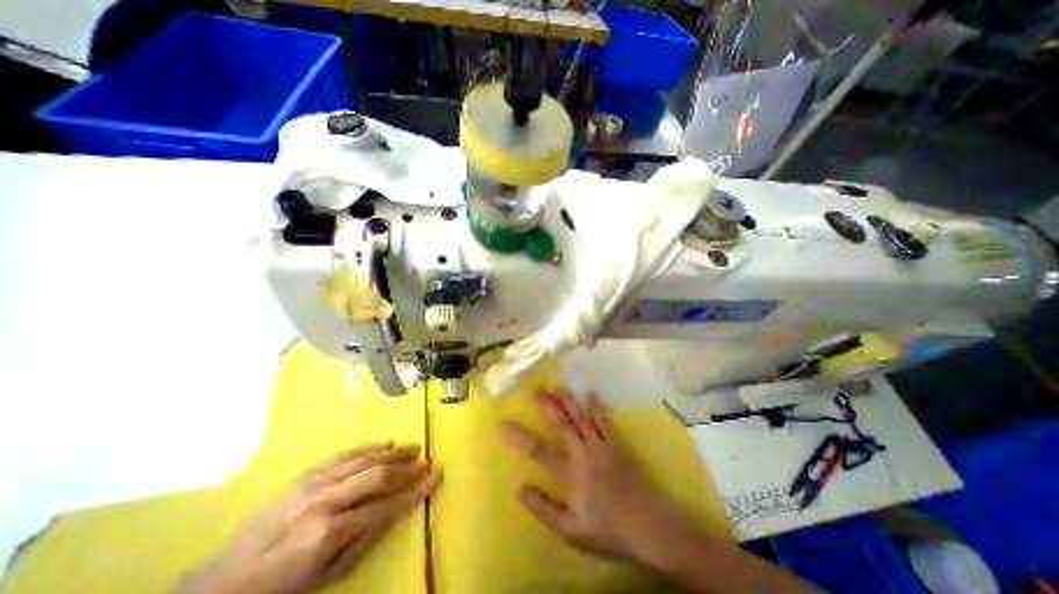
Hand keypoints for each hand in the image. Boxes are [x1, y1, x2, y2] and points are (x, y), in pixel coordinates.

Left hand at [175, 444, 439, 592]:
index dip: (415, 491)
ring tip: (413, 447)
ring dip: (393, 452)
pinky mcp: (306, 474)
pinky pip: (344, 454)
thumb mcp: (326, 576)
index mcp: (329, 532)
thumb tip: (396, 511)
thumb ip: (365, 540)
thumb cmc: (281, 586)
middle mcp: (325, 501)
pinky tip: (385, 443)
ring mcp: (314, 483)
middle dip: (406, 467)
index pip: (385, 506)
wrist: (221, 581)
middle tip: (426, 460)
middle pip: (377, 475)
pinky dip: (369, 447)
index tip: (435, 477)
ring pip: (364, 459)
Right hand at [501, 388, 691, 563]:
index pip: (538, 450)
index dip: (518, 436)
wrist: (651, 527)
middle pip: (561, 423)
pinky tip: (591, 393)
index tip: (502, 423)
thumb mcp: (571, 531)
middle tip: (535, 388)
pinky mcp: (617, 443)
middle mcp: (583, 452)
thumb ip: (543, 509)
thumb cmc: (609, 531)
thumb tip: (519, 488)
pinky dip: (596, 406)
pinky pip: (604, 420)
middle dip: (547, 404)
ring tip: (555, 385)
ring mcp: (602, 445)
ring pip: (581, 416)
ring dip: (567, 400)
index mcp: (570, 473)